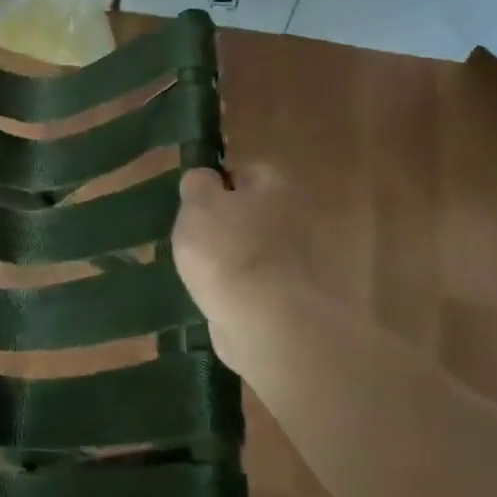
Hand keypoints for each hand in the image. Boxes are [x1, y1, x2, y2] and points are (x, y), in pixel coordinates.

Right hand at [172, 164, 308, 369]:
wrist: (267, 323)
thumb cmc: (228, 252)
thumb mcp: (197, 205)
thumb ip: (198, 184)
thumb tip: (205, 179)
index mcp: (276, 186)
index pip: (244, 172)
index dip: (216, 187)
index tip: (194, 208)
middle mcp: (297, 218)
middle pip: (253, 213)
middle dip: (228, 225)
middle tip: (196, 241)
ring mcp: (302, 261)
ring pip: (256, 250)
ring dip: (235, 260)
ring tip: (205, 275)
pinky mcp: (296, 298)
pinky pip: (261, 284)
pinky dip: (244, 290)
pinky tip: (222, 299)